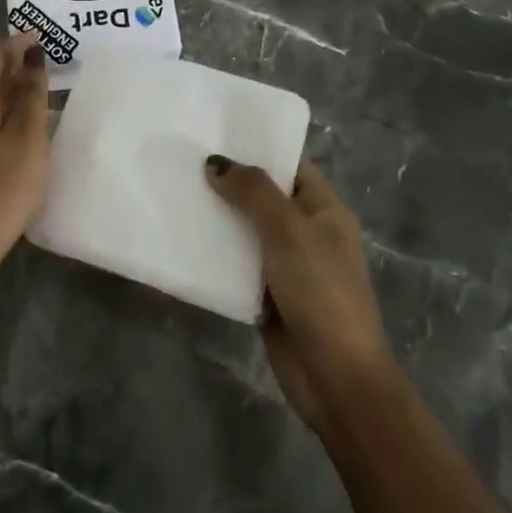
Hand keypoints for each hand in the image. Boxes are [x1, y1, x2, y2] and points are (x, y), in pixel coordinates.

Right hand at [207, 157, 398, 434]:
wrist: (337, 380)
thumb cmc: (322, 294)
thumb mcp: (289, 232)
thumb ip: (254, 192)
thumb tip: (215, 163)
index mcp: (324, 210)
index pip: (290, 165)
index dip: (258, 147)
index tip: (214, 132)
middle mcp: (307, 232)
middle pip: (263, 196)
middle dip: (228, 181)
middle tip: (183, 160)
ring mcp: (286, 266)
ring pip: (246, 230)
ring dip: (217, 217)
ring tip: (174, 194)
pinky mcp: (267, 295)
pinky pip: (236, 265)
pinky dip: (214, 254)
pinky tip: (181, 240)